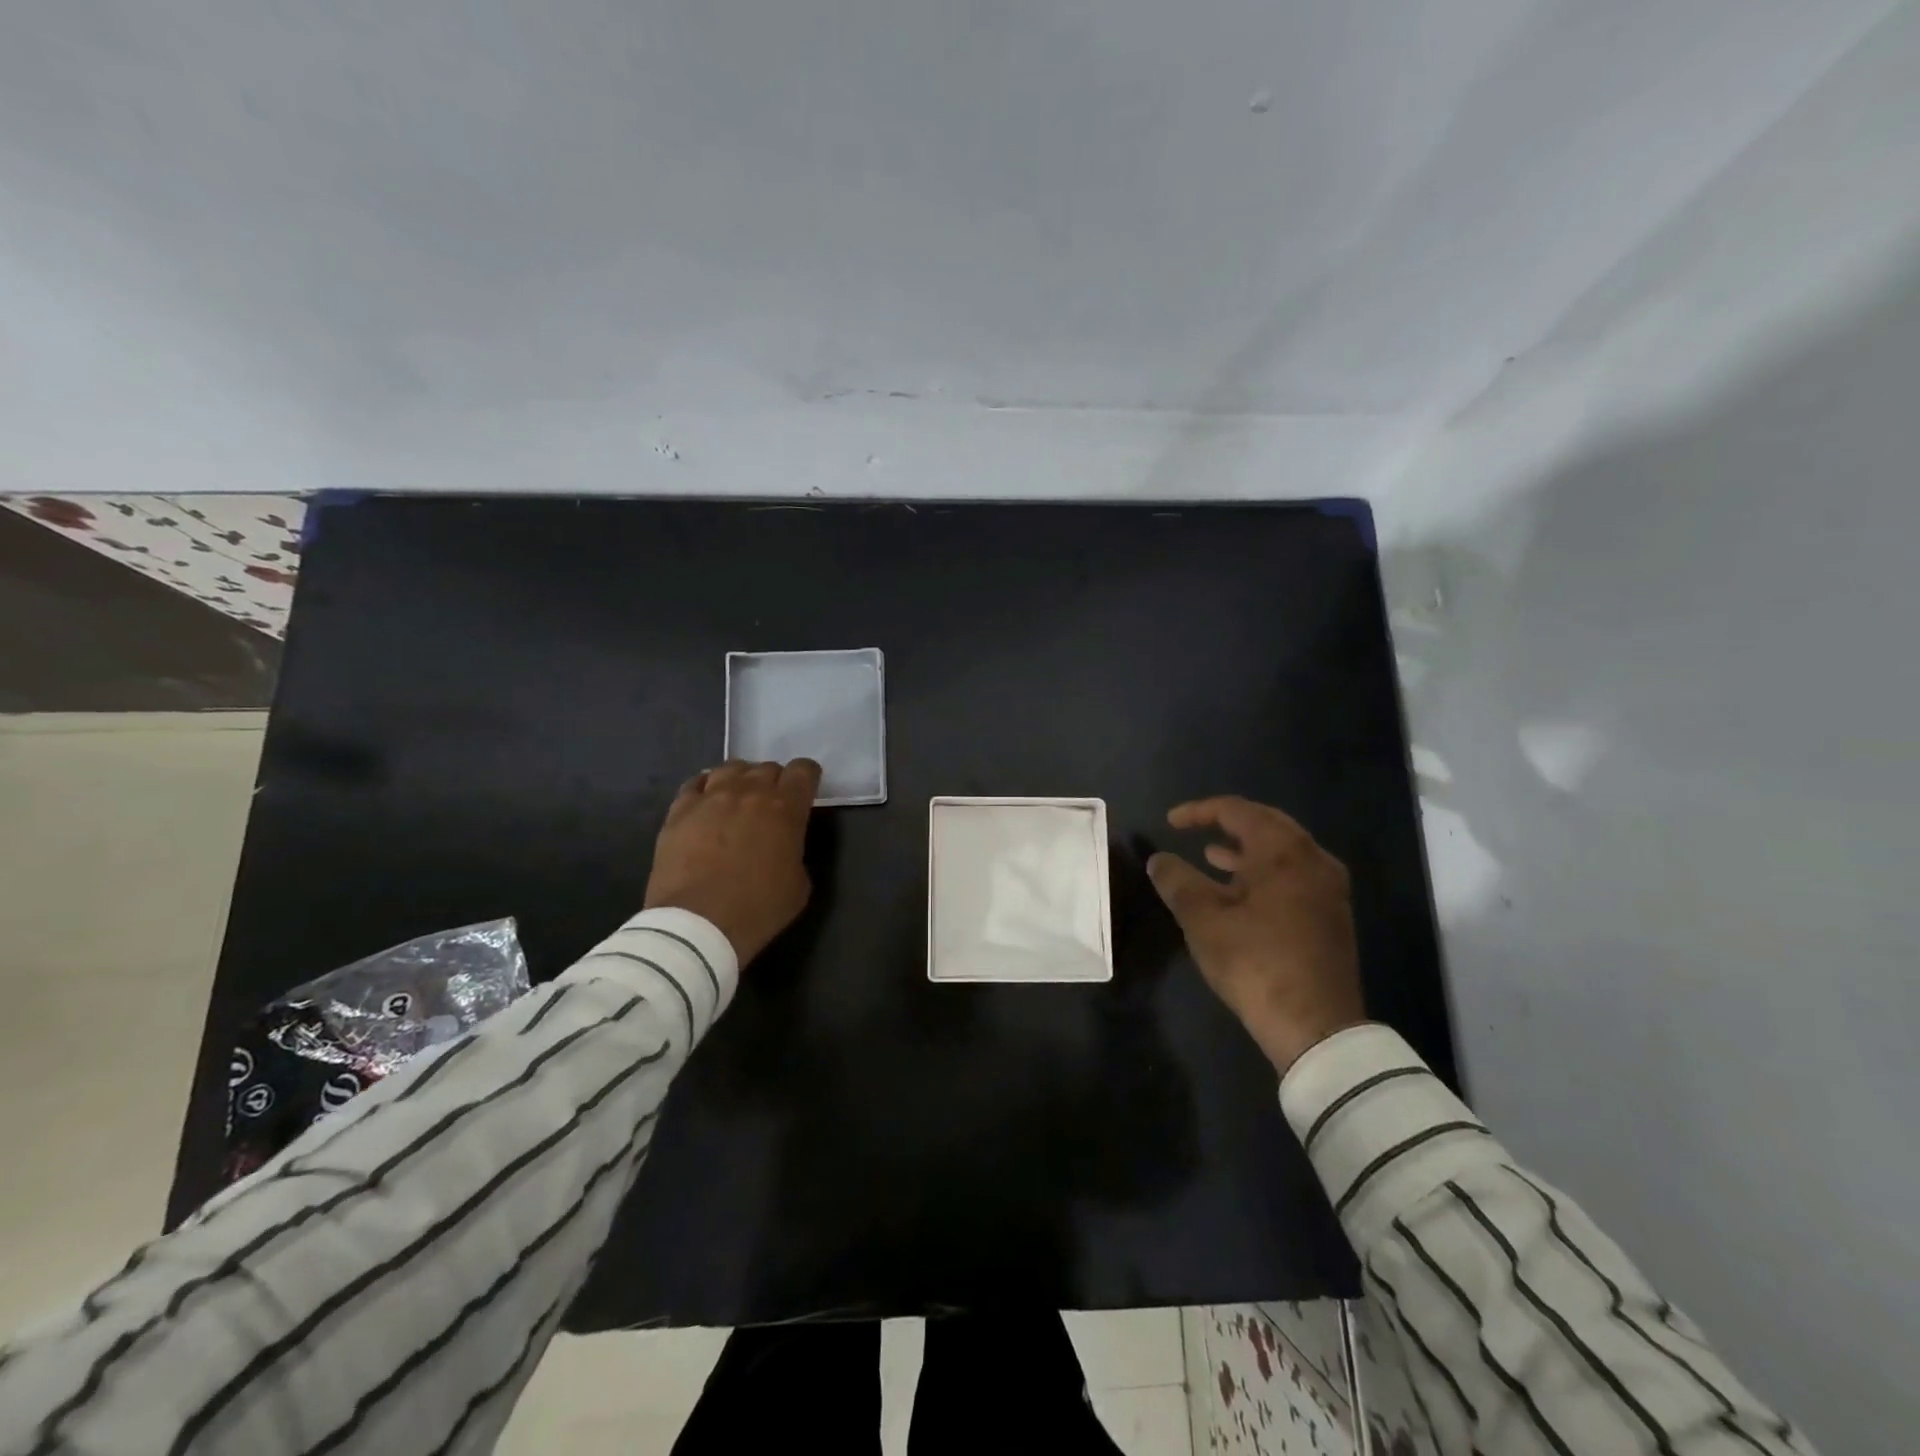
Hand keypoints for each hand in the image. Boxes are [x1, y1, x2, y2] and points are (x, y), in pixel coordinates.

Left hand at [644, 758, 821, 964]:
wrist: (697, 925)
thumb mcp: (799, 885)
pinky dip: (705, 789)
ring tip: (737, 799)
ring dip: (740, 780)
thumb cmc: (757, 909)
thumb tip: (784, 845)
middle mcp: (749, 792)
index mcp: (785, 808)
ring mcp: (711, 798)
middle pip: (767, 768)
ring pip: (731, 768)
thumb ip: (796, 852)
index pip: (803, 770)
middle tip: (770, 806)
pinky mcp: (679, 810)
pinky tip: (706, 804)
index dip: (807, 778)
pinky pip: (695, 784)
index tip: (805, 792)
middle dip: (774, 782)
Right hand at [1146, 796, 1366, 1073]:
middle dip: (1227, 823)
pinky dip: (1262, 872)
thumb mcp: (1204, 921)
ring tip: (1210, 856)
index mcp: (1285, 853)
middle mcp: (1314, 860)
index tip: (1170, 822)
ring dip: (1245, 850)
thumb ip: (1178, 882)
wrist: (1316, 1028)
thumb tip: (1158, 860)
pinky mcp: (1330, 915)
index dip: (1199, 811)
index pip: (1238, 811)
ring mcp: (1328, 889)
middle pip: (1267, 824)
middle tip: (1194, 828)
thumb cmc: (1256, 964)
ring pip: (1282, 852)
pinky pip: (1293, 875)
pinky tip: (1239, 892)